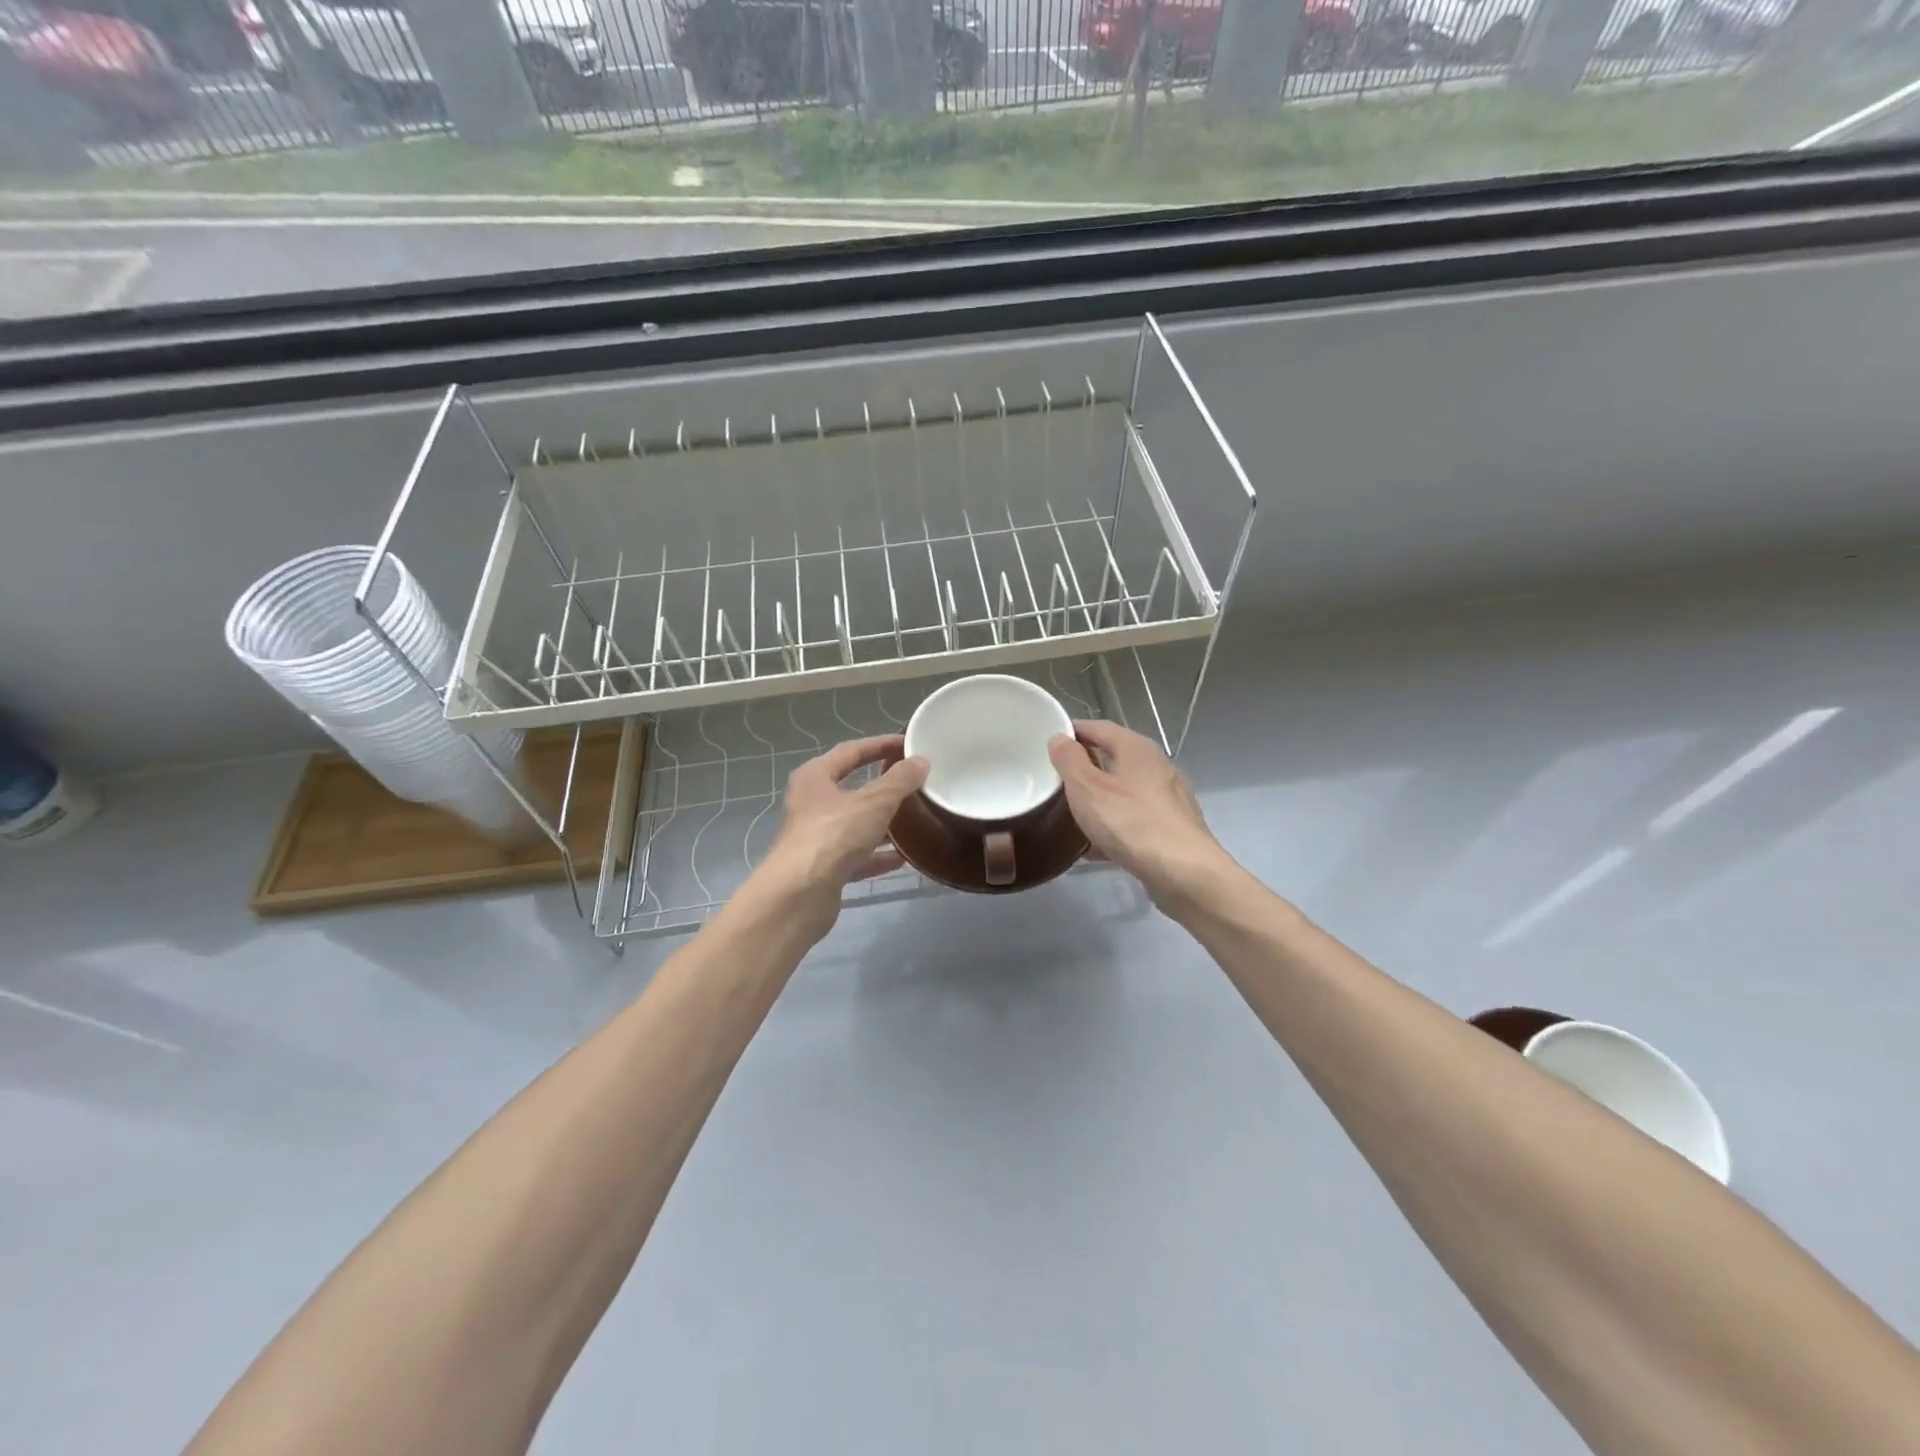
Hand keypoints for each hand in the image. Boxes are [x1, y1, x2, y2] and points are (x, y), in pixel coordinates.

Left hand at [756, 735, 928, 932]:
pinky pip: (856, 856)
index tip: (908, 744)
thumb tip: (920, 762)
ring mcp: (816, 838)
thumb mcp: (874, 802)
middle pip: (852, 788)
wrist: (798, 896)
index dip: (880, 744)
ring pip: (855, 824)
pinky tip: (903, 858)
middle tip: (914, 781)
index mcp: (815, 778)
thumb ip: (899, 781)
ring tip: (915, 818)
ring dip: (883, 822)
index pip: (851, 751)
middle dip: (883, 785)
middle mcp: (811, 804)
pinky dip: (878, 855)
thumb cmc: (833, 836)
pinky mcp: (823, 870)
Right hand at [1048, 720, 1233, 912]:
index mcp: (1137, 748)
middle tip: (1055, 779)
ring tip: (1070, 813)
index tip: (1048, 742)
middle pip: (1114, 758)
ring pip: (1125, 791)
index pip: (1099, 727)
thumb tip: (1060, 739)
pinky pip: (1134, 820)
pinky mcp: (1173, 829)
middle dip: (1085, 767)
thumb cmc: (1131, 822)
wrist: (1185, 873)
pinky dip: (1114, 826)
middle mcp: (1158, 767)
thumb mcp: (1087, 788)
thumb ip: (1070, 761)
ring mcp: (1169, 799)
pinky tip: (1095, 847)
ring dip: (1099, 799)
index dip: (1073, 731)